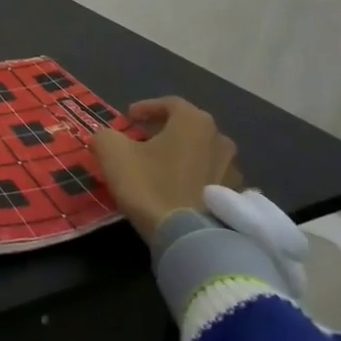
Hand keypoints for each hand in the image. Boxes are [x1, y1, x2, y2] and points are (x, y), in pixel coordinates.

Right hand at [91, 97, 238, 245]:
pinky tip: (176, 188)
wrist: (185, 236)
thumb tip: (109, 137)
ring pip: (201, 152)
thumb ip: (106, 134)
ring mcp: (231, 169)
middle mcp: (220, 139)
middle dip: (164, 130)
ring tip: (159, 166)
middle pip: (188, 127)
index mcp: (194, 122)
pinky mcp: (233, 196)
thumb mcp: (112, 151)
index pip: (170, 103)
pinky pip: (209, 177)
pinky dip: (193, 176)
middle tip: (141, 139)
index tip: (128, 118)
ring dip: (181, 154)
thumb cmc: (149, 184)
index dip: (146, 108)